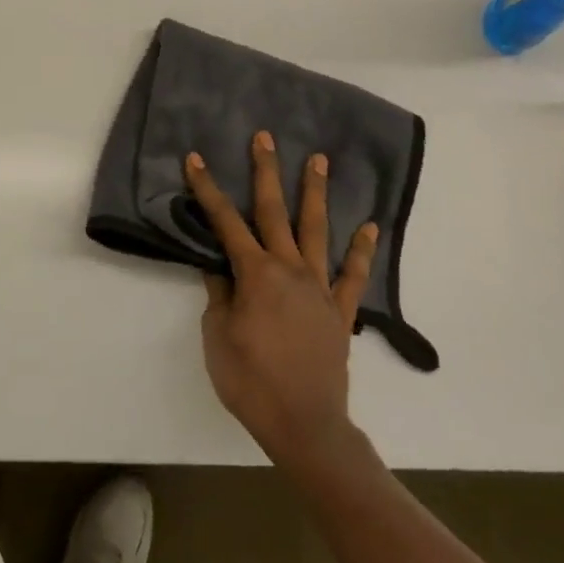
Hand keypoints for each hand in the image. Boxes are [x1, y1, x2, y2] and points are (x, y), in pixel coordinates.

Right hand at [185, 133, 378, 467]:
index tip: (195, 160)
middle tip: (264, 137)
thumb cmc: (250, 381)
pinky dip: (360, 250)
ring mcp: (319, 288)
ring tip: (319, 160)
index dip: (207, 190)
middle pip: (275, 211)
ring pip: (317, 230)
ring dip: (316, 193)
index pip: (225, 222)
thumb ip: (218, 295)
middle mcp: (289, 269)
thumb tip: (218, 266)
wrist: (304, 425)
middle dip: (266, 172)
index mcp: (255, 274)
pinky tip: (369, 227)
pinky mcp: (340, 311)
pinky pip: (352, 275)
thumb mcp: (217, 336)